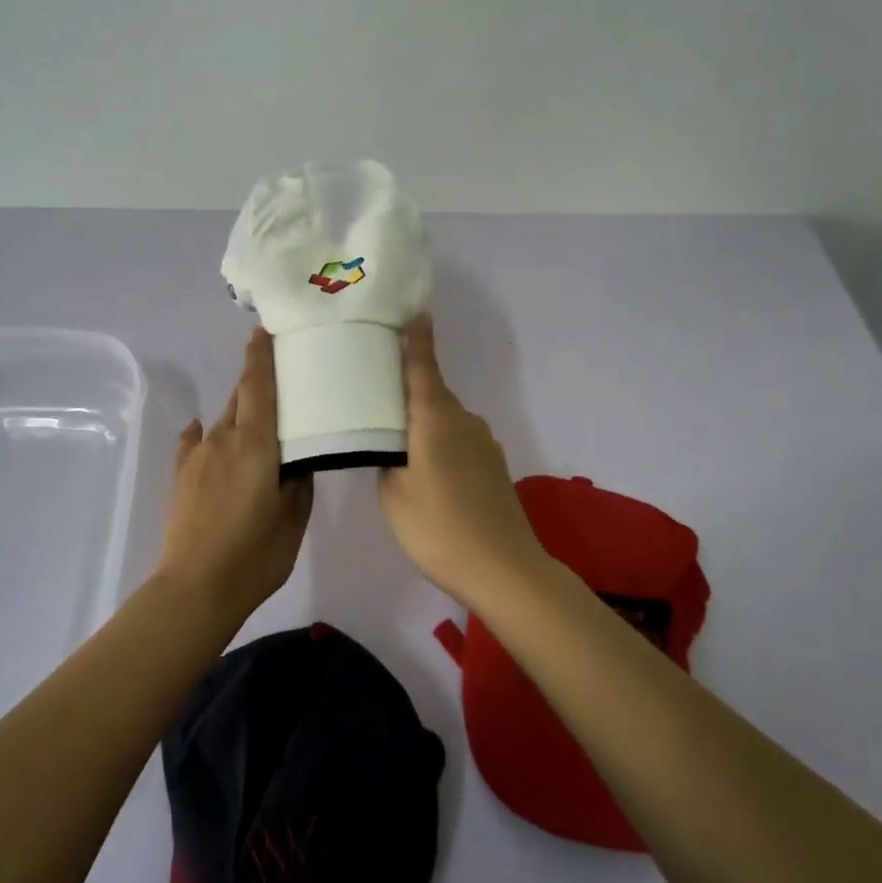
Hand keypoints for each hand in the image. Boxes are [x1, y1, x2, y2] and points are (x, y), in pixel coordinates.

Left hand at [158, 327, 313, 624]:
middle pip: (241, 397)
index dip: (261, 355)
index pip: (259, 385)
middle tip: (277, 372)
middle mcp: (223, 438)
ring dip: (239, 411)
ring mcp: (198, 456)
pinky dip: (203, 434)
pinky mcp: (181, 476)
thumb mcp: (294, 516)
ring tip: (256, 416)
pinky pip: (194, 442)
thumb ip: (298, 478)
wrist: (195, 588)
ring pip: (223, 420)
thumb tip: (296, 457)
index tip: (264, 329)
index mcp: (255, 442)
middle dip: (255, 380)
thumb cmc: (255, 553)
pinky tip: (202, 432)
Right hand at [378, 315, 552, 608]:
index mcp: (436, 418)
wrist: (504, 570)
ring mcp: (484, 444)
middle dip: (408, 391)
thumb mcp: (394, 493)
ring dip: (424, 424)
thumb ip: (388, 459)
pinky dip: (441, 445)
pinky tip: (430, 475)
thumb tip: (392, 446)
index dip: (417, 340)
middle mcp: (463, 420)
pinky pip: (459, 441)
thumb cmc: (438, 527)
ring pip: (446, 420)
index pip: (423, 367)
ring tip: (399, 445)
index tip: (414, 313)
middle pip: (432, 394)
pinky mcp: (494, 466)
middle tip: (377, 397)